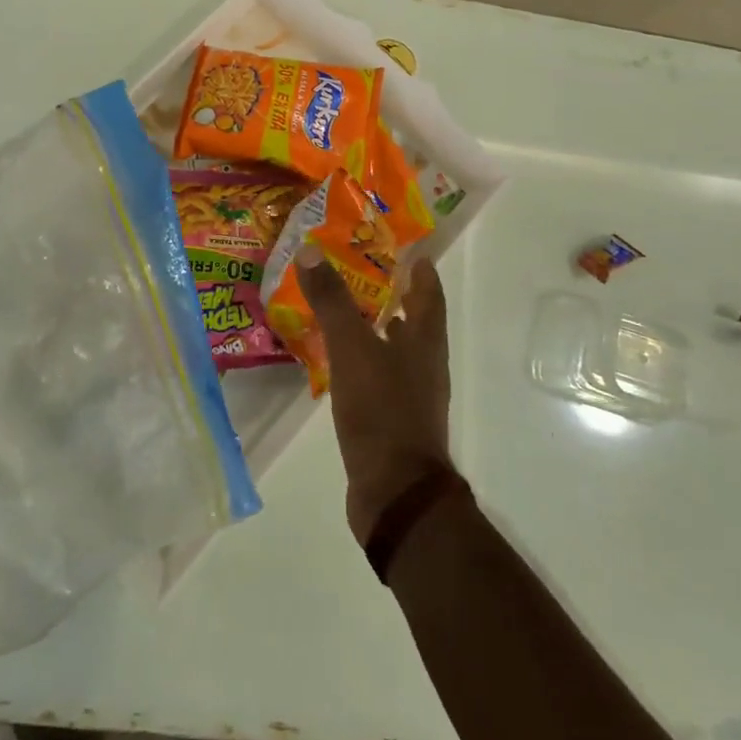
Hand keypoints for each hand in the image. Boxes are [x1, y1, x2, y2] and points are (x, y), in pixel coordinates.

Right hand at [297, 248, 452, 544]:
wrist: (395, 491)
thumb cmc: (382, 410)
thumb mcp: (352, 349)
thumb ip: (333, 300)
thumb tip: (311, 249)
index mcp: (425, 341)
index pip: (429, 293)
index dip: (420, 269)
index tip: (405, 248)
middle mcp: (424, 364)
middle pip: (415, 319)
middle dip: (393, 294)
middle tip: (361, 270)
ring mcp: (411, 394)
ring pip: (396, 349)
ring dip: (376, 327)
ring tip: (344, 309)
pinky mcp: (392, 420)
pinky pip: (378, 376)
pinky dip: (362, 360)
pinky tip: (337, 360)